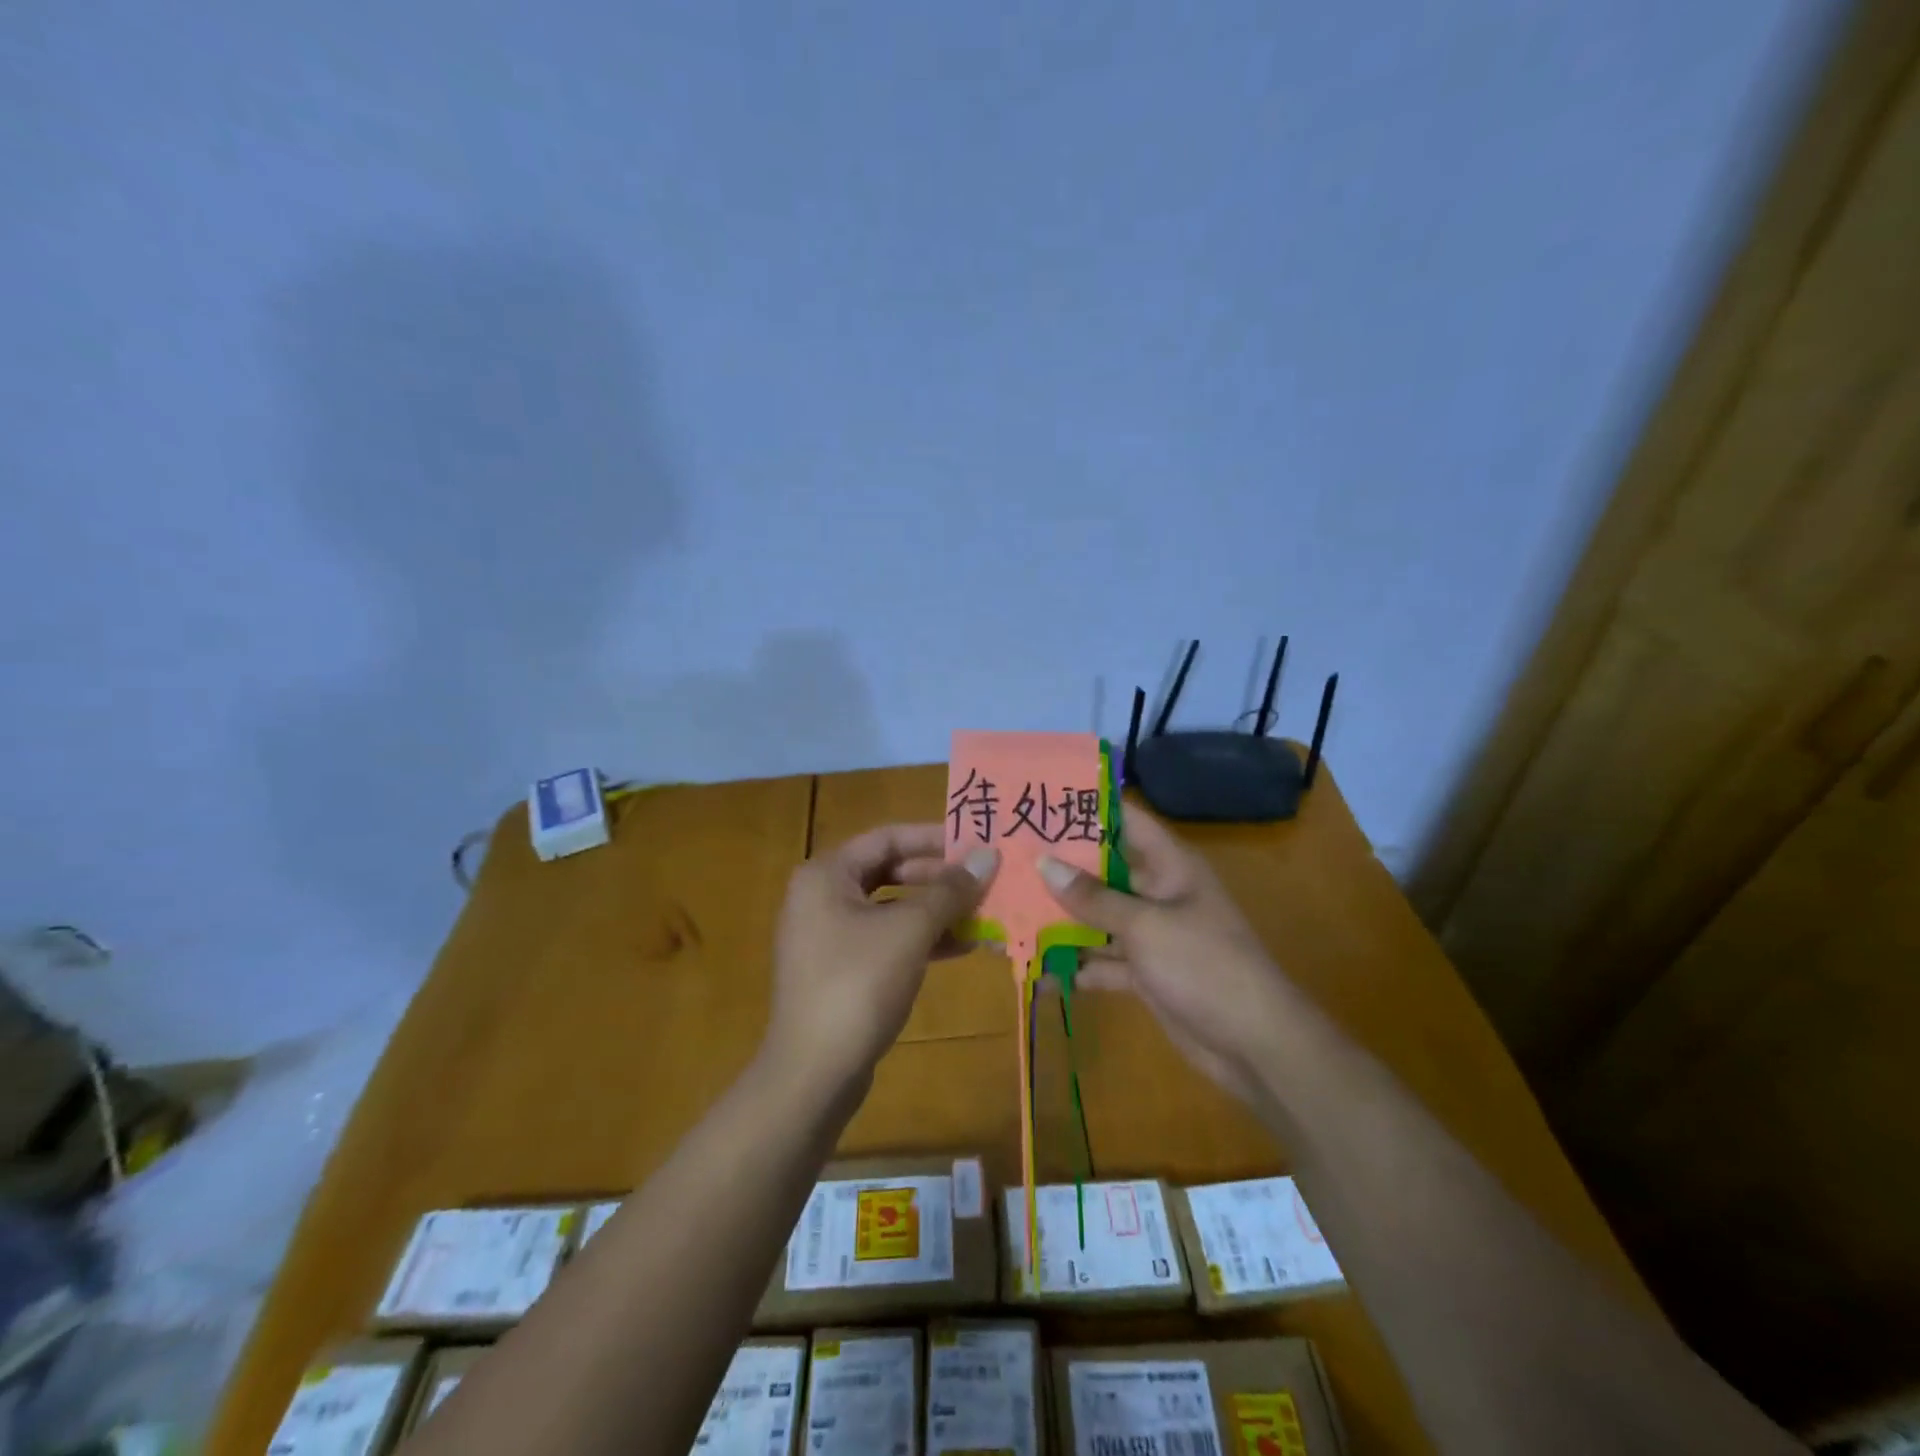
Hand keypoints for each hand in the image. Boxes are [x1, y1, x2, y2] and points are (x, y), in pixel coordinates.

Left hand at [764, 824, 998, 1096]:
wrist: (813, 1072)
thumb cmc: (858, 984)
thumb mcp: (910, 930)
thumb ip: (949, 890)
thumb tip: (987, 856)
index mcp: (827, 874)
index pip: (887, 837)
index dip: (934, 837)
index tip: (976, 843)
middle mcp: (822, 896)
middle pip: (889, 871)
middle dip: (939, 878)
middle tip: (984, 881)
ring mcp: (829, 935)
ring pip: (891, 908)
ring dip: (936, 911)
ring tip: (984, 915)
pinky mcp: (840, 970)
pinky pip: (886, 939)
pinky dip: (921, 939)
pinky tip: (962, 947)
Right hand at [1038, 808, 1288, 1104]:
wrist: (1253, 1043)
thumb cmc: (1203, 965)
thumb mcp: (1145, 925)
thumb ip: (1093, 897)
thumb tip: (1044, 863)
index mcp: (1169, 866)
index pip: (1126, 821)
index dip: (1088, 809)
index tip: (1042, 803)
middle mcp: (1158, 892)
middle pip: (1104, 871)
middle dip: (1061, 869)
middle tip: (1009, 860)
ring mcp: (1152, 934)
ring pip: (1099, 918)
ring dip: (1063, 920)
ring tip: (1011, 913)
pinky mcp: (1145, 972)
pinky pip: (1104, 960)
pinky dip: (1078, 965)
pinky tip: (1039, 970)